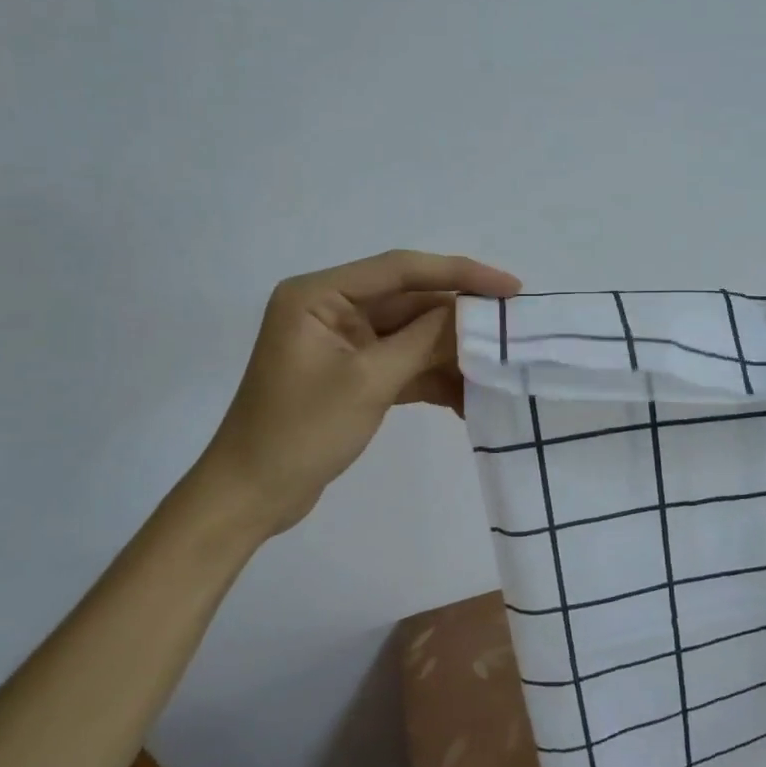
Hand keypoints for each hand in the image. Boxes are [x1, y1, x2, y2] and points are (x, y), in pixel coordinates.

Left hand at [192, 250, 519, 533]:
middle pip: (410, 301)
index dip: (459, 274)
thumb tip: (473, 313)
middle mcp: (331, 308)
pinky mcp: (353, 372)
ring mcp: (343, 342)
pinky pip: (402, 363)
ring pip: (411, 335)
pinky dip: (432, 378)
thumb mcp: (369, 382)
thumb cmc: (301, 432)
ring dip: (450, 354)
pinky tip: (469, 398)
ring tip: (498, 370)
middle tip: (513, 330)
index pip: (401, 269)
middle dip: (459, 320)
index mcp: (320, 294)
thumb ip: (424, 341)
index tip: (509, 288)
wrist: (252, 497)